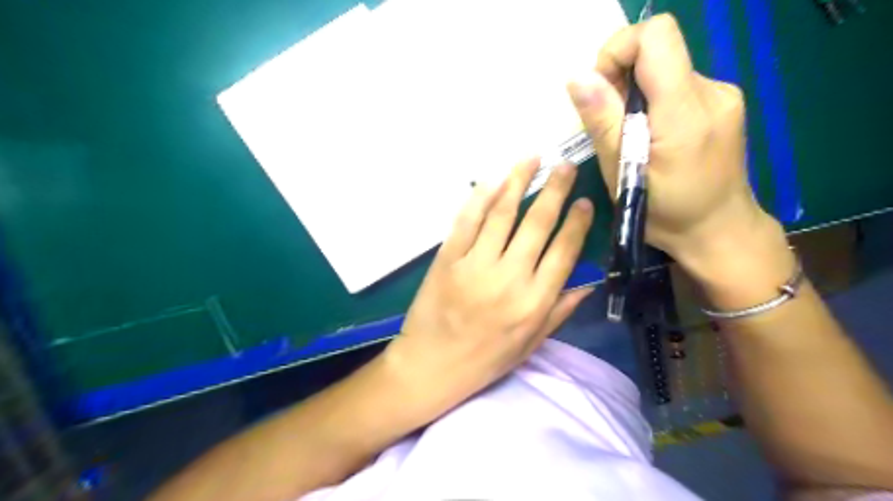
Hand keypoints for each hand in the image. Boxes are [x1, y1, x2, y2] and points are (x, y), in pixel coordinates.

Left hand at [384, 159, 591, 419]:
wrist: (430, 366)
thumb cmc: (484, 360)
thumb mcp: (530, 344)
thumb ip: (560, 311)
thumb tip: (589, 283)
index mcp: (533, 302)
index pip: (564, 252)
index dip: (577, 223)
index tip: (585, 202)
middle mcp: (509, 278)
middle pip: (536, 224)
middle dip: (555, 190)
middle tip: (565, 166)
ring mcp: (475, 265)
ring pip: (502, 214)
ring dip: (518, 181)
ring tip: (532, 158)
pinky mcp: (447, 258)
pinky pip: (467, 221)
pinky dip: (481, 197)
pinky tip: (493, 180)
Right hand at [572, 14, 774, 276]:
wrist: (718, 230)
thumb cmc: (665, 212)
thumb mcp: (622, 173)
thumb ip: (603, 121)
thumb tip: (578, 77)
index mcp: (685, 110)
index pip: (656, 36)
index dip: (619, 51)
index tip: (600, 90)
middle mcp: (711, 91)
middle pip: (657, 51)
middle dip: (621, 79)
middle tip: (612, 125)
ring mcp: (721, 94)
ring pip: (664, 69)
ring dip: (636, 94)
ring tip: (632, 137)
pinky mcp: (722, 103)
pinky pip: (676, 85)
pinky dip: (654, 102)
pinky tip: (652, 137)